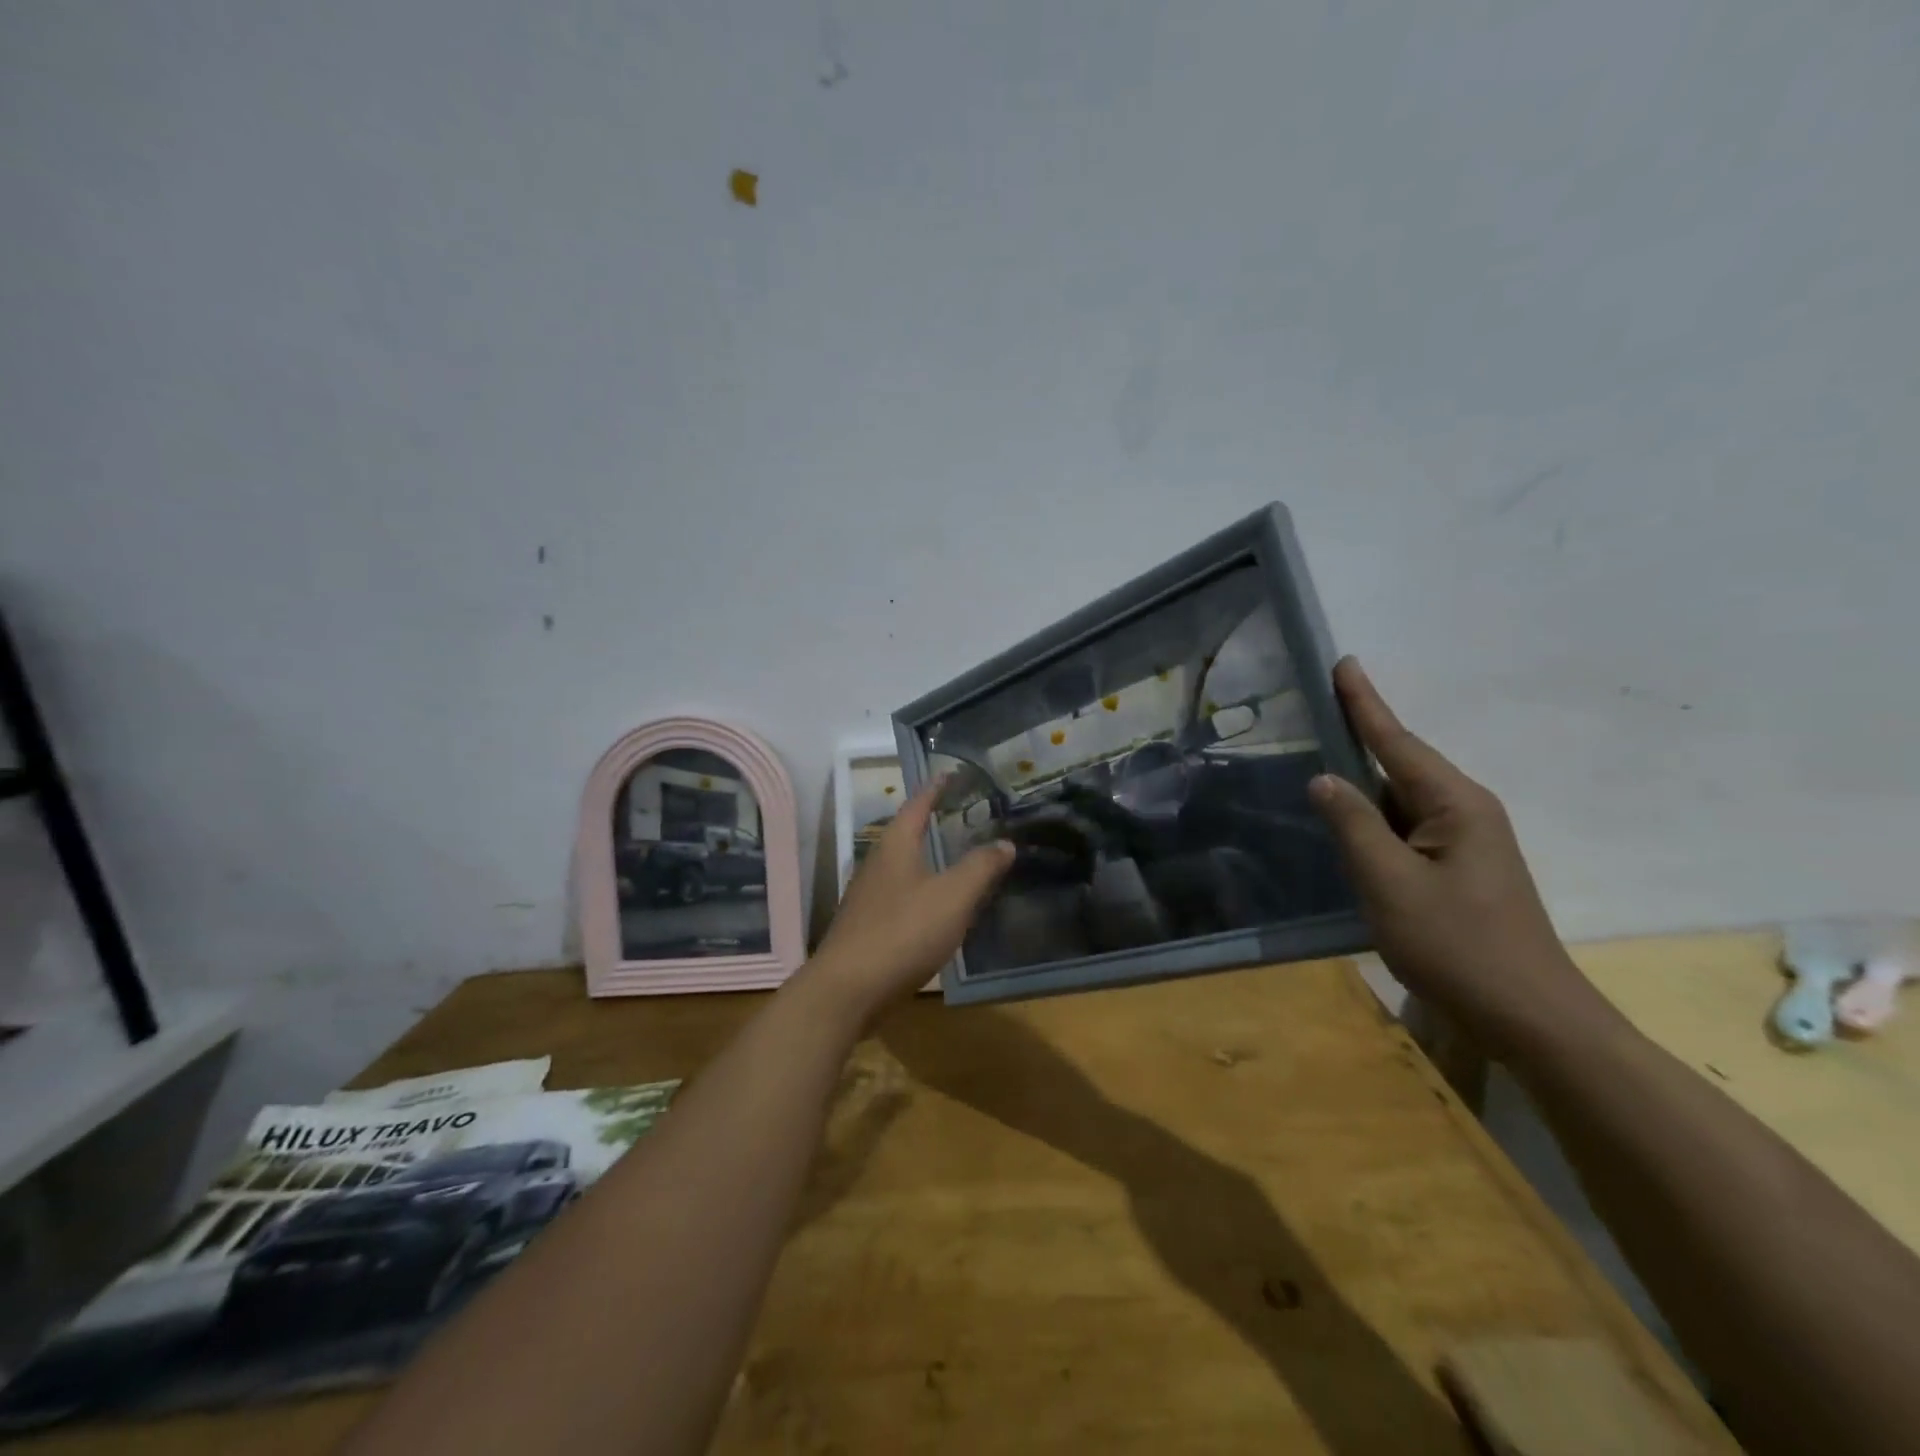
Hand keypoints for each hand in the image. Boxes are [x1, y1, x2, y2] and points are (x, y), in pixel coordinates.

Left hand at [807, 776, 1014, 1019]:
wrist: (848, 989)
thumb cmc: (903, 932)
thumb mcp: (953, 897)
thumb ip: (980, 867)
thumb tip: (1005, 842)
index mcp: (895, 845)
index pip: (917, 804)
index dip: (936, 788)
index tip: (951, 773)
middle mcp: (877, 863)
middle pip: (907, 833)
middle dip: (933, 822)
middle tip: (964, 816)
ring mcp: (869, 895)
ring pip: (904, 866)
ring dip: (928, 858)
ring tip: (958, 858)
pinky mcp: (868, 925)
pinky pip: (901, 895)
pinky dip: (923, 890)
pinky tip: (939, 906)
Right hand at [1308, 658, 1609, 1054]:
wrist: (1528, 1018)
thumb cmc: (1456, 945)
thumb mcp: (1389, 882)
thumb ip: (1353, 824)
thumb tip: (1324, 778)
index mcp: (1454, 804)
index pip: (1397, 741)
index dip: (1364, 703)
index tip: (1344, 662)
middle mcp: (1464, 812)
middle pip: (1399, 764)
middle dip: (1358, 736)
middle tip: (1313, 710)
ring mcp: (1464, 844)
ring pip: (1399, 800)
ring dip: (1361, 783)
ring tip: (1315, 761)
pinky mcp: (1457, 871)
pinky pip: (1405, 829)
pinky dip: (1372, 819)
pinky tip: (1344, 823)